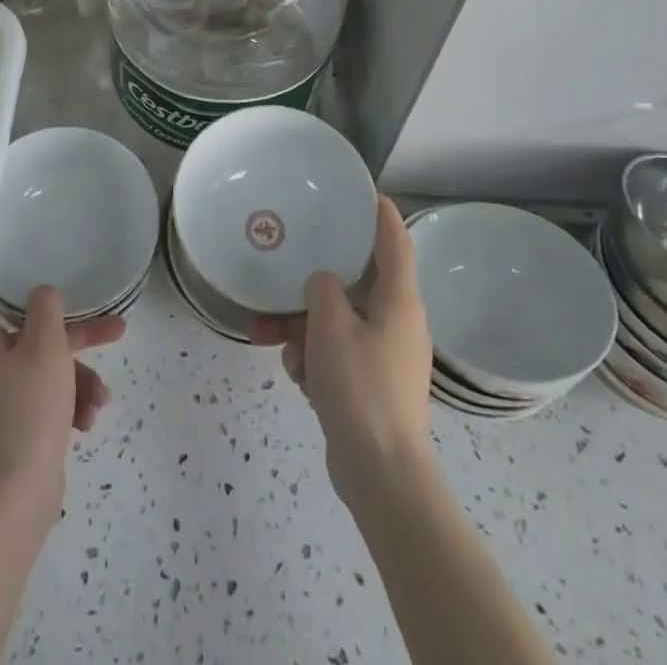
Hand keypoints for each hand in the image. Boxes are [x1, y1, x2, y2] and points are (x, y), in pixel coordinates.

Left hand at [0, 286, 125, 533]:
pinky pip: (46, 406)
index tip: (64, 291)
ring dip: (80, 381)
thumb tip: (41, 294)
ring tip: (100, 403)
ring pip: (48, 374)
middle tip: (117, 332)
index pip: (2, 302)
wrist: (14, 499)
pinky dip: (68, 408)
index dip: (35, 294)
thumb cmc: (29, 411)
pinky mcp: (14, 435)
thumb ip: (46, 309)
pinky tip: (86, 424)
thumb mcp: (45, 346)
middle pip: (38, 339)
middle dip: (80, 340)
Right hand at [253, 198, 434, 511]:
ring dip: (303, 327)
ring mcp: (384, 356)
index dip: (383, 215)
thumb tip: (322, 284)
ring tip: (266, 337)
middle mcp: (397, 323)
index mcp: (400, 301)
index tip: (367, 192)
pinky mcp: (370, 386)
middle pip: (354, 285)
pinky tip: (296, 375)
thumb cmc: (360, 386)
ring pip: (337, 322)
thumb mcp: (331, 325)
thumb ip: (322, 288)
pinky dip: (314, 358)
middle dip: (313, 285)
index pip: (395, 243)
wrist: (381, 474)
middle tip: (286, 269)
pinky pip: (337, 354)